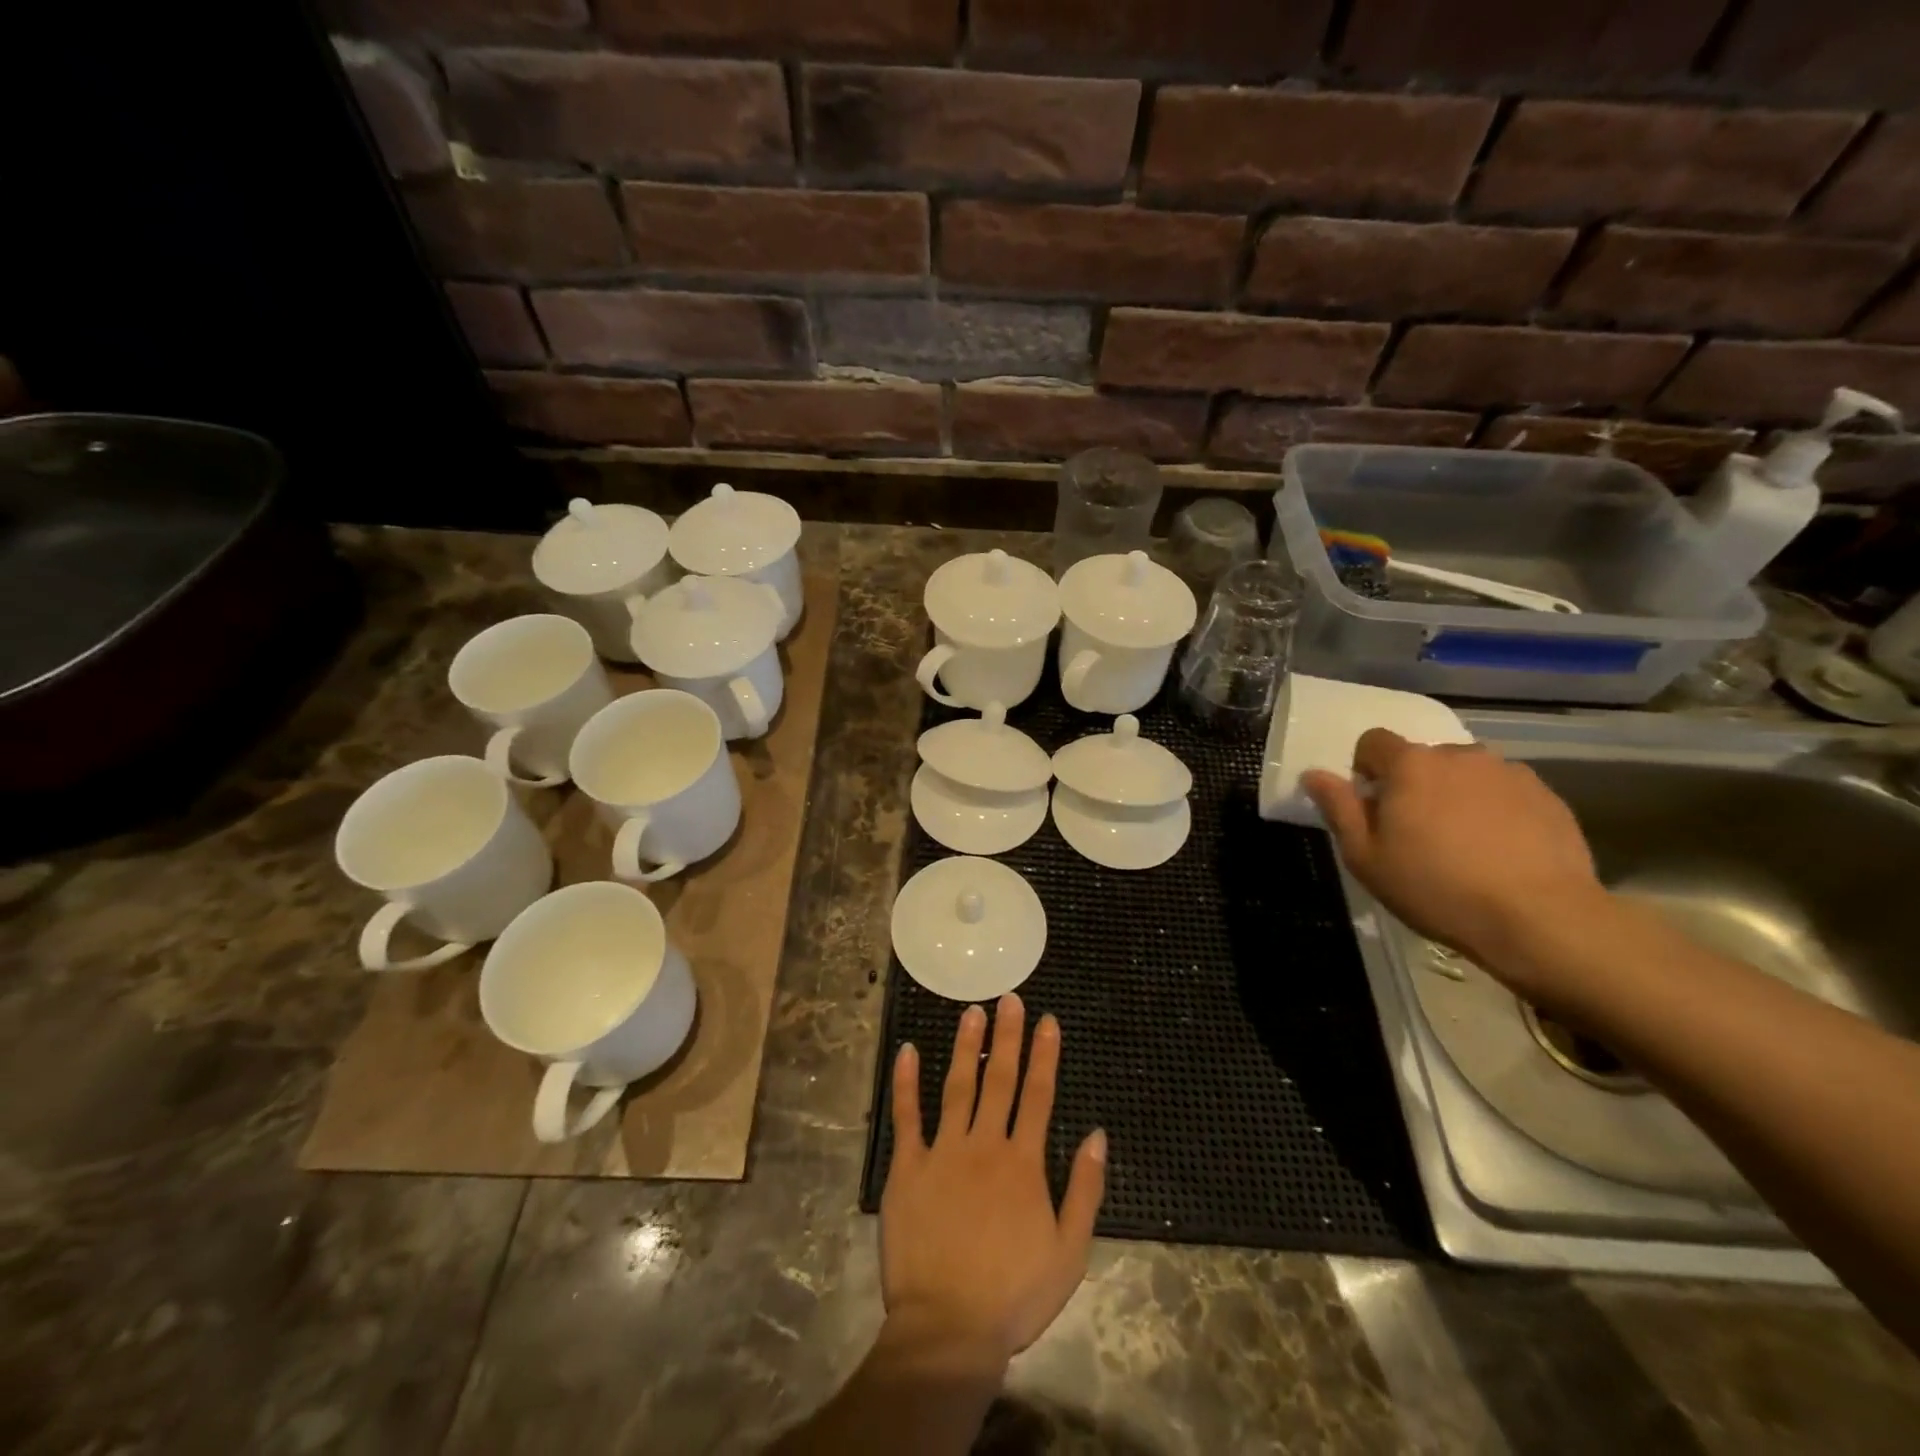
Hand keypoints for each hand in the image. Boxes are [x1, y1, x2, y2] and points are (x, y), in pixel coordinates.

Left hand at [880, 995, 1106, 1365]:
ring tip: (971, 1011)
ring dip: (965, 1046)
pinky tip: (908, 1050)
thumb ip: (1085, 1190)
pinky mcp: (908, 1167)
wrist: (949, 1328)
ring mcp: (943, 1152)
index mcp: (1023, 1163)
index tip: (1047, 1020)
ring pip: (957, 1086)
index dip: (1044, 1055)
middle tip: (1009, 998)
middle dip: (1008, 1036)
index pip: (1038, 1095)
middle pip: (1000, 1079)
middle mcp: (985, 1145)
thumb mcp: (1070, 1253)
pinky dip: (907, 1082)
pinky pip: (906, 1117)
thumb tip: (1097, 1134)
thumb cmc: (1013, 1295)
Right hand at [1303, 729, 1606, 982]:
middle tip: (1416, 834)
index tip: (1374, 809)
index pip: (1373, 741)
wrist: (1540, 918)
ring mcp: (1509, 772)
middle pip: (1422, 758)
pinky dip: (1495, 812)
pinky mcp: (1547, 796)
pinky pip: (1505, 793)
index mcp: (1410, 765)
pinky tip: (1500, 852)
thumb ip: (1339, 809)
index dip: (1366, 771)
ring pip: (1466, 774)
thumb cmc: (1436, 887)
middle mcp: (1460, 755)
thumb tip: (1314, 774)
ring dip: (1456, 796)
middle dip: (1413, 786)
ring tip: (1464, 844)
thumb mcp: (1366, 857)